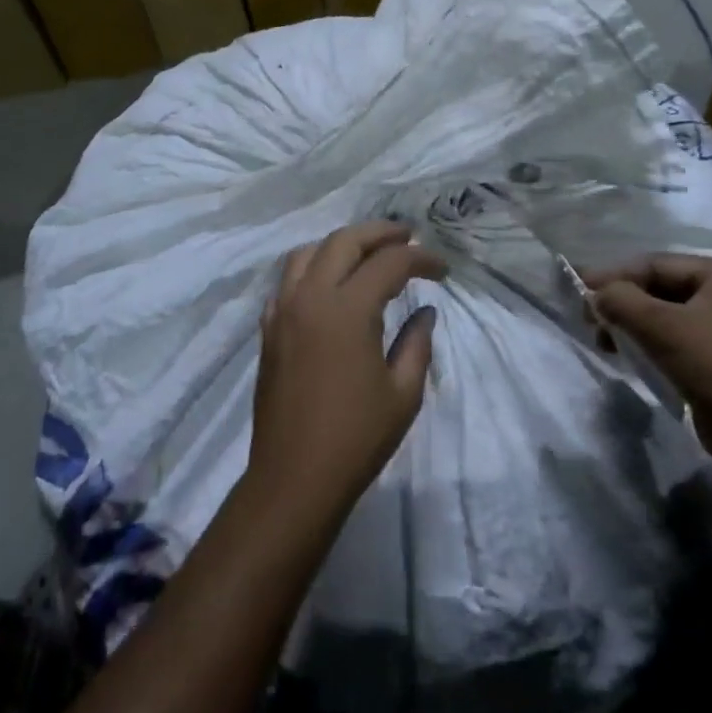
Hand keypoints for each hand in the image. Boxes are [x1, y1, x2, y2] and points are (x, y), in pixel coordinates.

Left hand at [249, 222, 445, 524]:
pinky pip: (289, 280)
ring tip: (368, 253)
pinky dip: (313, 268)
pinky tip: (330, 285)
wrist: (294, 479)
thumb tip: (425, 311)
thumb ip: (417, 343)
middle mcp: (311, 297)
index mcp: (347, 309)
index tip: (443, 271)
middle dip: (380, 233)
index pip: (389, 263)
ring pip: (309, 252)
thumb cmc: (356, 438)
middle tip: (407, 238)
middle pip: (345, 241)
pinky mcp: (269, 328)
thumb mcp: (403, 393)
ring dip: (342, 244)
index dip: (421, 260)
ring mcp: (283, 310)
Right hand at [583, 255, 711, 465]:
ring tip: (608, 341)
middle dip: (624, 302)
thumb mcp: (664, 328)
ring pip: (671, 315)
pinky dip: (655, 343)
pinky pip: (683, 339)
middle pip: (663, 288)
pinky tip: (634, 355)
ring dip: (636, 325)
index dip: (614, 275)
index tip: (580, 288)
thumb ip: (622, 301)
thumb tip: (595, 293)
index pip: (656, 264)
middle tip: (590, 318)